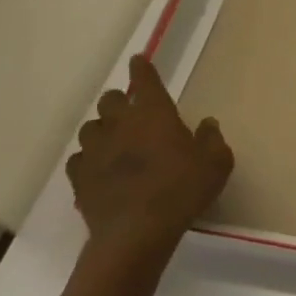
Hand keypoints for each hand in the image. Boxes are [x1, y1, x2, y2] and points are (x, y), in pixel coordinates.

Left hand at [67, 54, 233, 259]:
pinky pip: (79, 160)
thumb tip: (207, 124)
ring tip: (113, 142)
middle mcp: (121, 124)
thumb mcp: (216, 164)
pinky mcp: (79, 178)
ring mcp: (96, 151)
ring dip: (102, 130)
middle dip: (119, 101)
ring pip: (91, 128)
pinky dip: (88, 160)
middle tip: (132, 113)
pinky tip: (98, 170)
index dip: (141, 68)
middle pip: (110, 100)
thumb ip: (212, 139)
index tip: (138, 60)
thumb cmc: (181, 190)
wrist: (136, 234)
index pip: (144, 80)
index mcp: (154, 113)